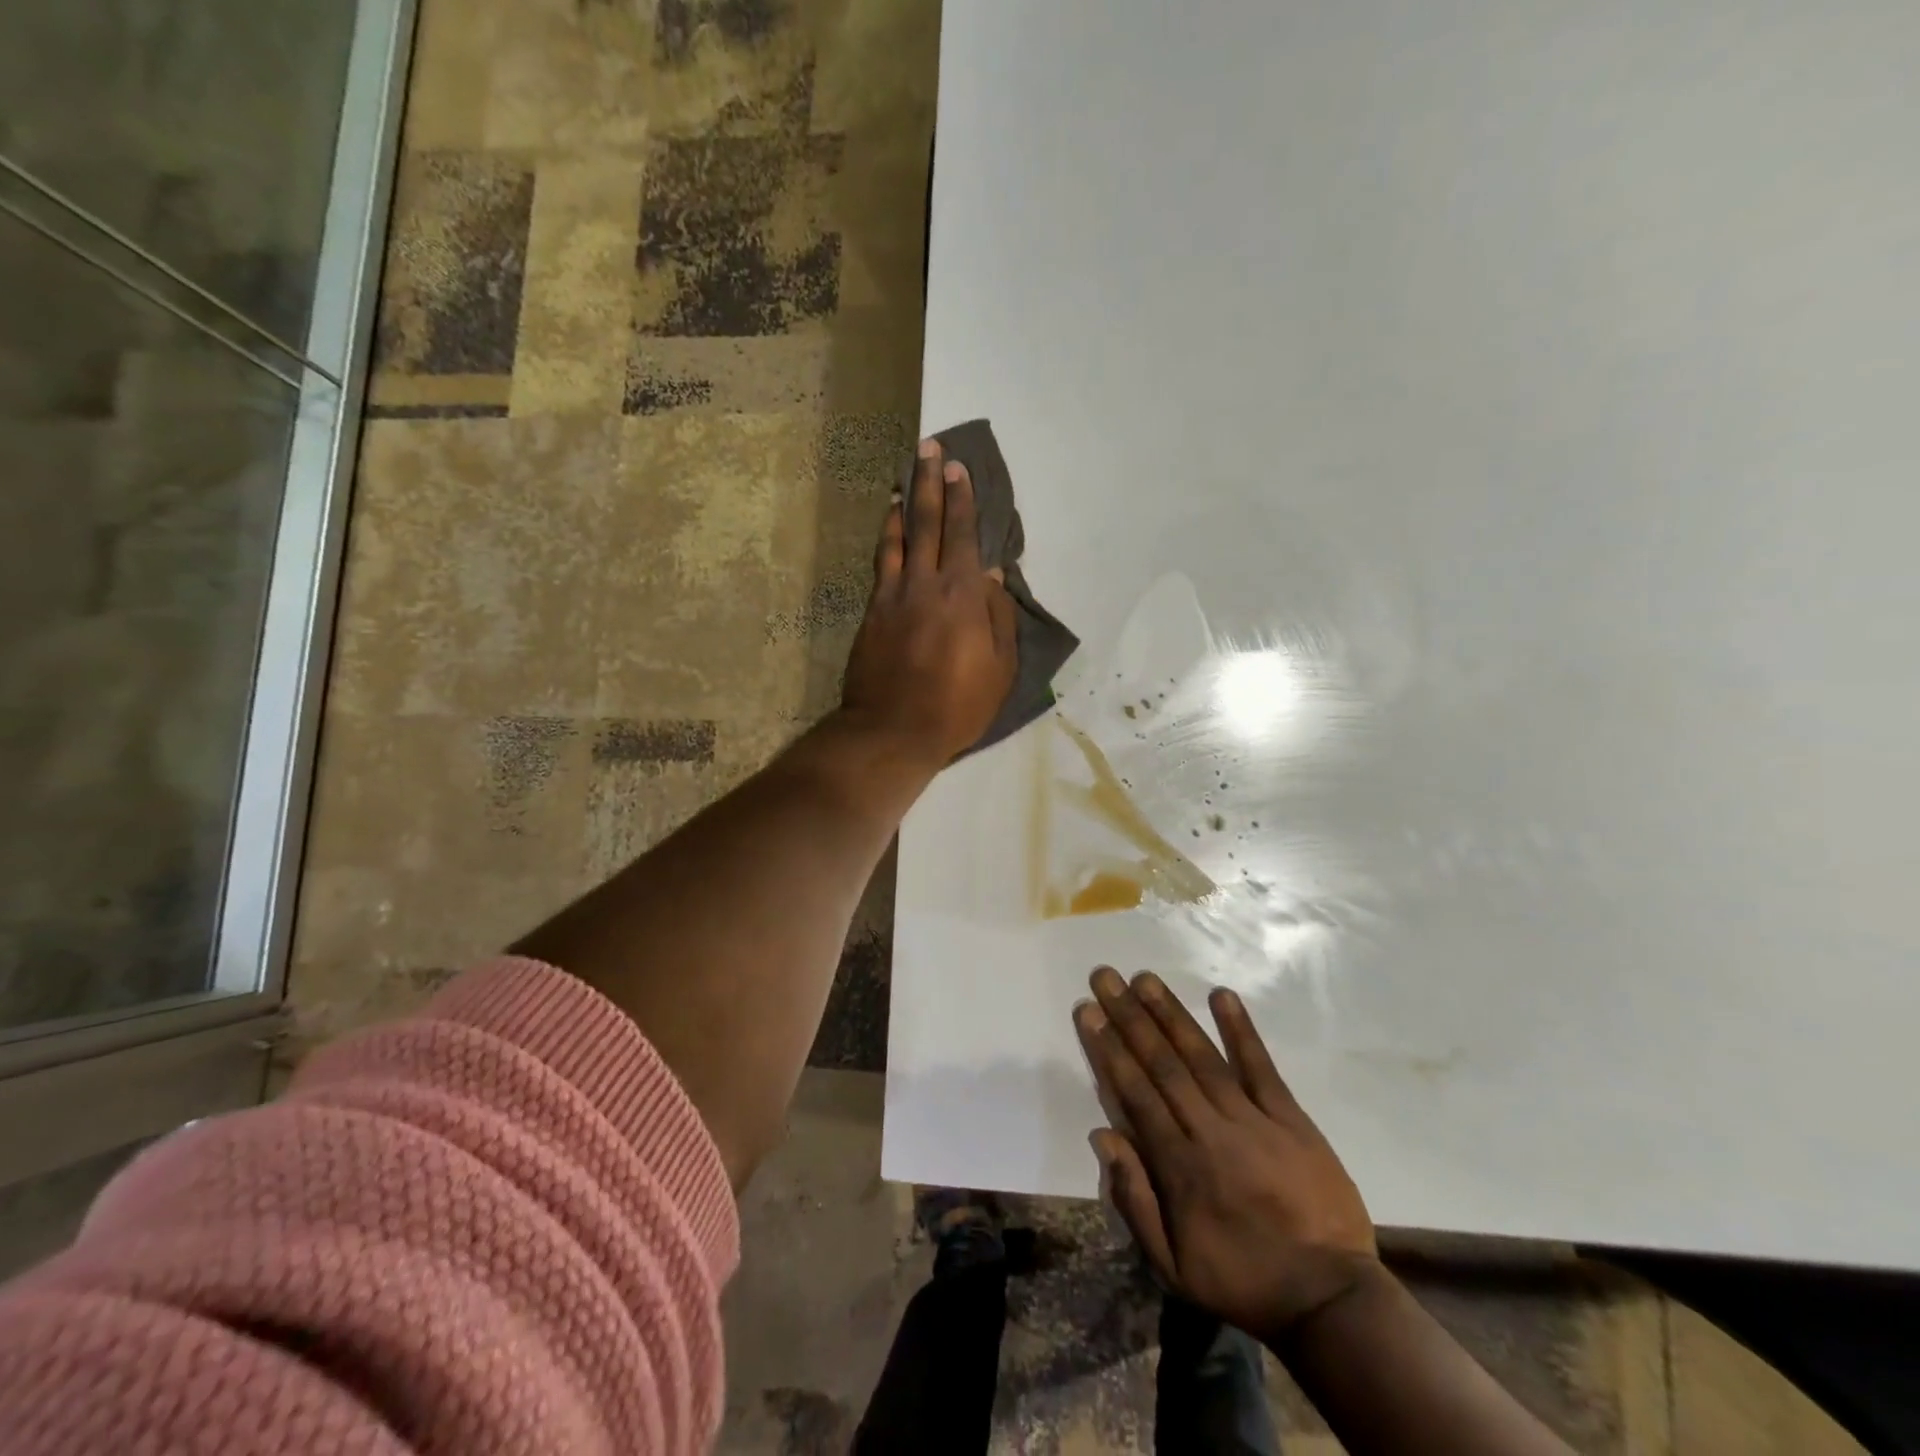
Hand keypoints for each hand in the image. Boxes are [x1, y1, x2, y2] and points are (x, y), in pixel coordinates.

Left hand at [841, 439, 1017, 764]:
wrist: (892, 730)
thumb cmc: (957, 706)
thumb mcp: (1000, 670)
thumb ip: (999, 618)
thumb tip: (994, 576)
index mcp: (963, 597)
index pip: (963, 536)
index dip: (962, 500)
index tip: (959, 469)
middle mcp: (926, 584)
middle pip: (928, 524)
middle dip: (932, 483)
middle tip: (931, 448)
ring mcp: (894, 596)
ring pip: (899, 537)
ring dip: (906, 502)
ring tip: (908, 475)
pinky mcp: (872, 612)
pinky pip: (881, 562)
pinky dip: (887, 537)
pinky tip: (890, 524)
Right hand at [1075, 967, 1378, 1340]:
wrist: (1331, 1300)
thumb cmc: (1242, 1281)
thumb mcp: (1173, 1266)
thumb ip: (1135, 1200)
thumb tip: (1102, 1136)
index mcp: (1179, 1167)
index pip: (1135, 1093)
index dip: (1109, 1049)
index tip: (1089, 1011)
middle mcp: (1210, 1133)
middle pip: (1163, 1065)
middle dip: (1131, 1018)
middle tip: (1107, 977)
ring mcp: (1253, 1121)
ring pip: (1203, 1057)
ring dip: (1171, 1014)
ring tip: (1146, 979)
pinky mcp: (1291, 1119)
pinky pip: (1261, 1067)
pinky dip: (1240, 1030)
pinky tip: (1221, 995)